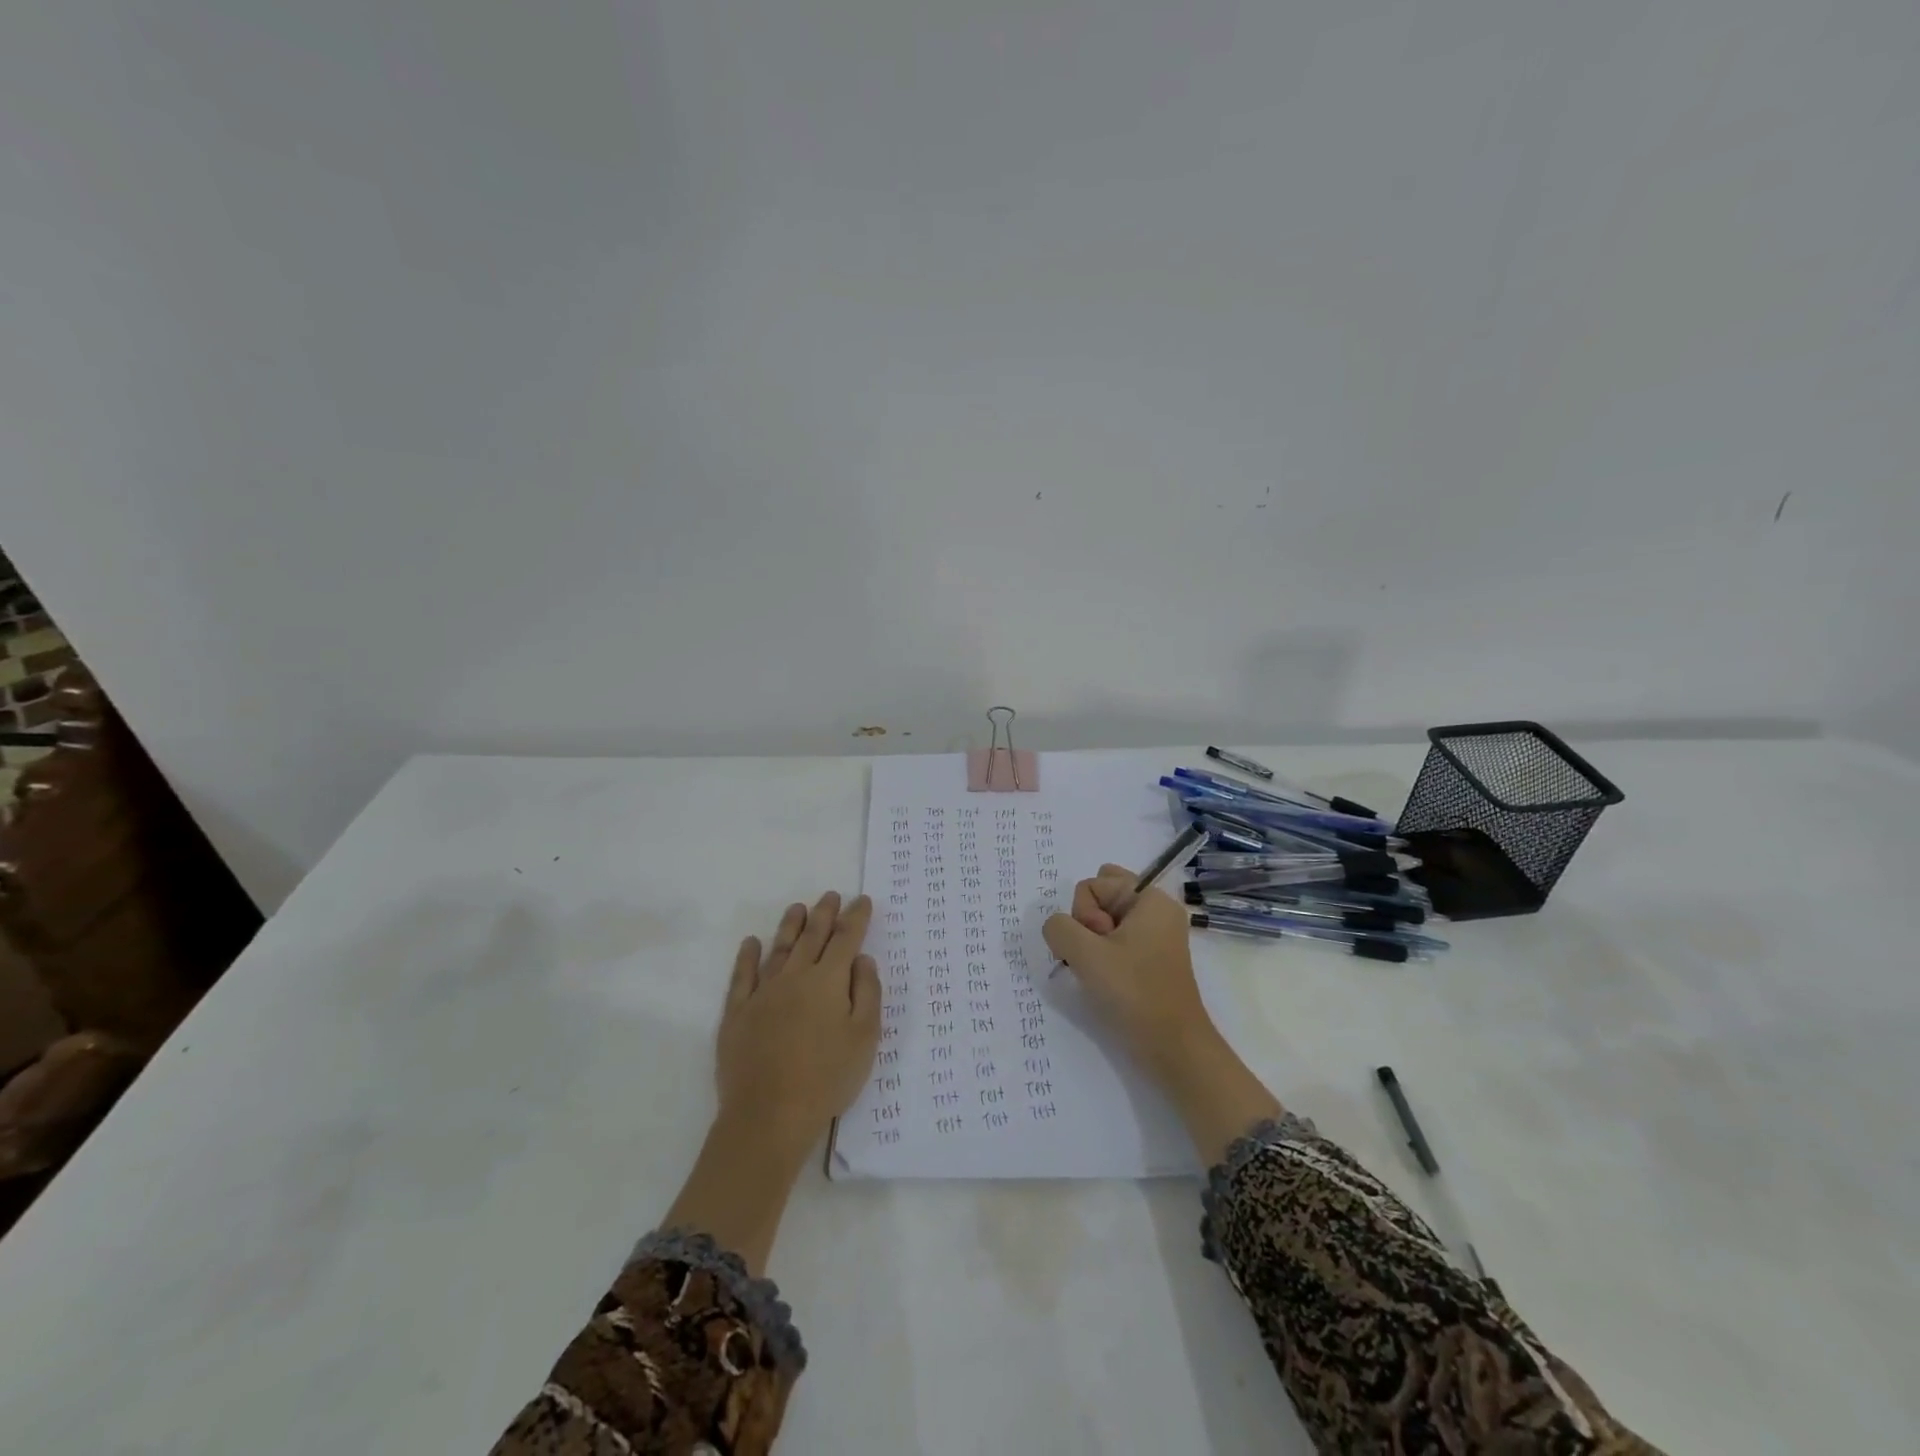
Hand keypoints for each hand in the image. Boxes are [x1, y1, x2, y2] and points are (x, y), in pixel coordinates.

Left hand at [665, 892, 881, 1274]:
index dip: (856, 918)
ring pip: (779, 949)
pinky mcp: (737, 1013)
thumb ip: (868, 993)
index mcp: (829, 981)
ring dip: (790, 926)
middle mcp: (795, 977)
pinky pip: (742, 976)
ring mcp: (763, 993)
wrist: (769, 1115)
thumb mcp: (865, 1038)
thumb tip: (862, 960)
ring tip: (798, 908)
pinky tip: (751, 943)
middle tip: (831, 895)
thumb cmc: (827, 1078)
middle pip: (812, 937)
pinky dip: (747, 956)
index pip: (846, 939)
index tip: (863, 900)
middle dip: (824, 914)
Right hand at [1043, 865, 1281, 1164]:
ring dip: (1091, 945)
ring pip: (1104, 922)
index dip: (1085, 915)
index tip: (1100, 945)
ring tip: (1103, 973)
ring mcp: (1155, 935)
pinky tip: (1105, 981)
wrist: (1173, 1048)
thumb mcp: (1085, 954)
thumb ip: (1059, 928)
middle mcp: (1156, 909)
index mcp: (1150, 898)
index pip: (1093, 884)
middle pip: (1100, 898)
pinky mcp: (1150, 959)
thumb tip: (1058, 929)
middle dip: (1087, 924)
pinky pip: (1115, 941)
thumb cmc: (1134, 993)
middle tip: (1099, 957)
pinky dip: (1102, 957)